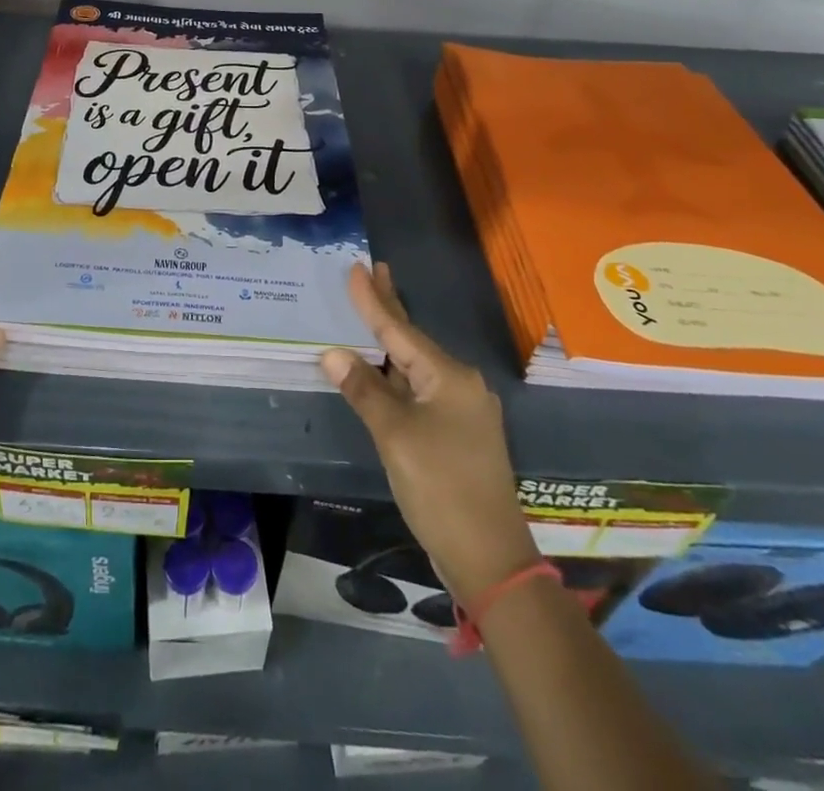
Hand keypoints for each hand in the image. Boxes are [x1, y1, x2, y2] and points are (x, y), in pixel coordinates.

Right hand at [323, 263, 537, 606]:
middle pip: (413, 341)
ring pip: (417, 366)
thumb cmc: (440, 487)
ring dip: (392, 343)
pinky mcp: (459, 433)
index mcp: (448, 376)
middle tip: (374, 271)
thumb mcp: (394, 436)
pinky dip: (398, 375)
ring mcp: (463, 410)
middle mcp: (460, 384)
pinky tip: (384, 371)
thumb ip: (364, 390)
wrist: (490, 557)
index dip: (374, 300)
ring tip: (373, 312)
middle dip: (391, 308)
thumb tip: (333, 354)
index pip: (399, 330)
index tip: (357, 267)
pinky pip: (421, 389)